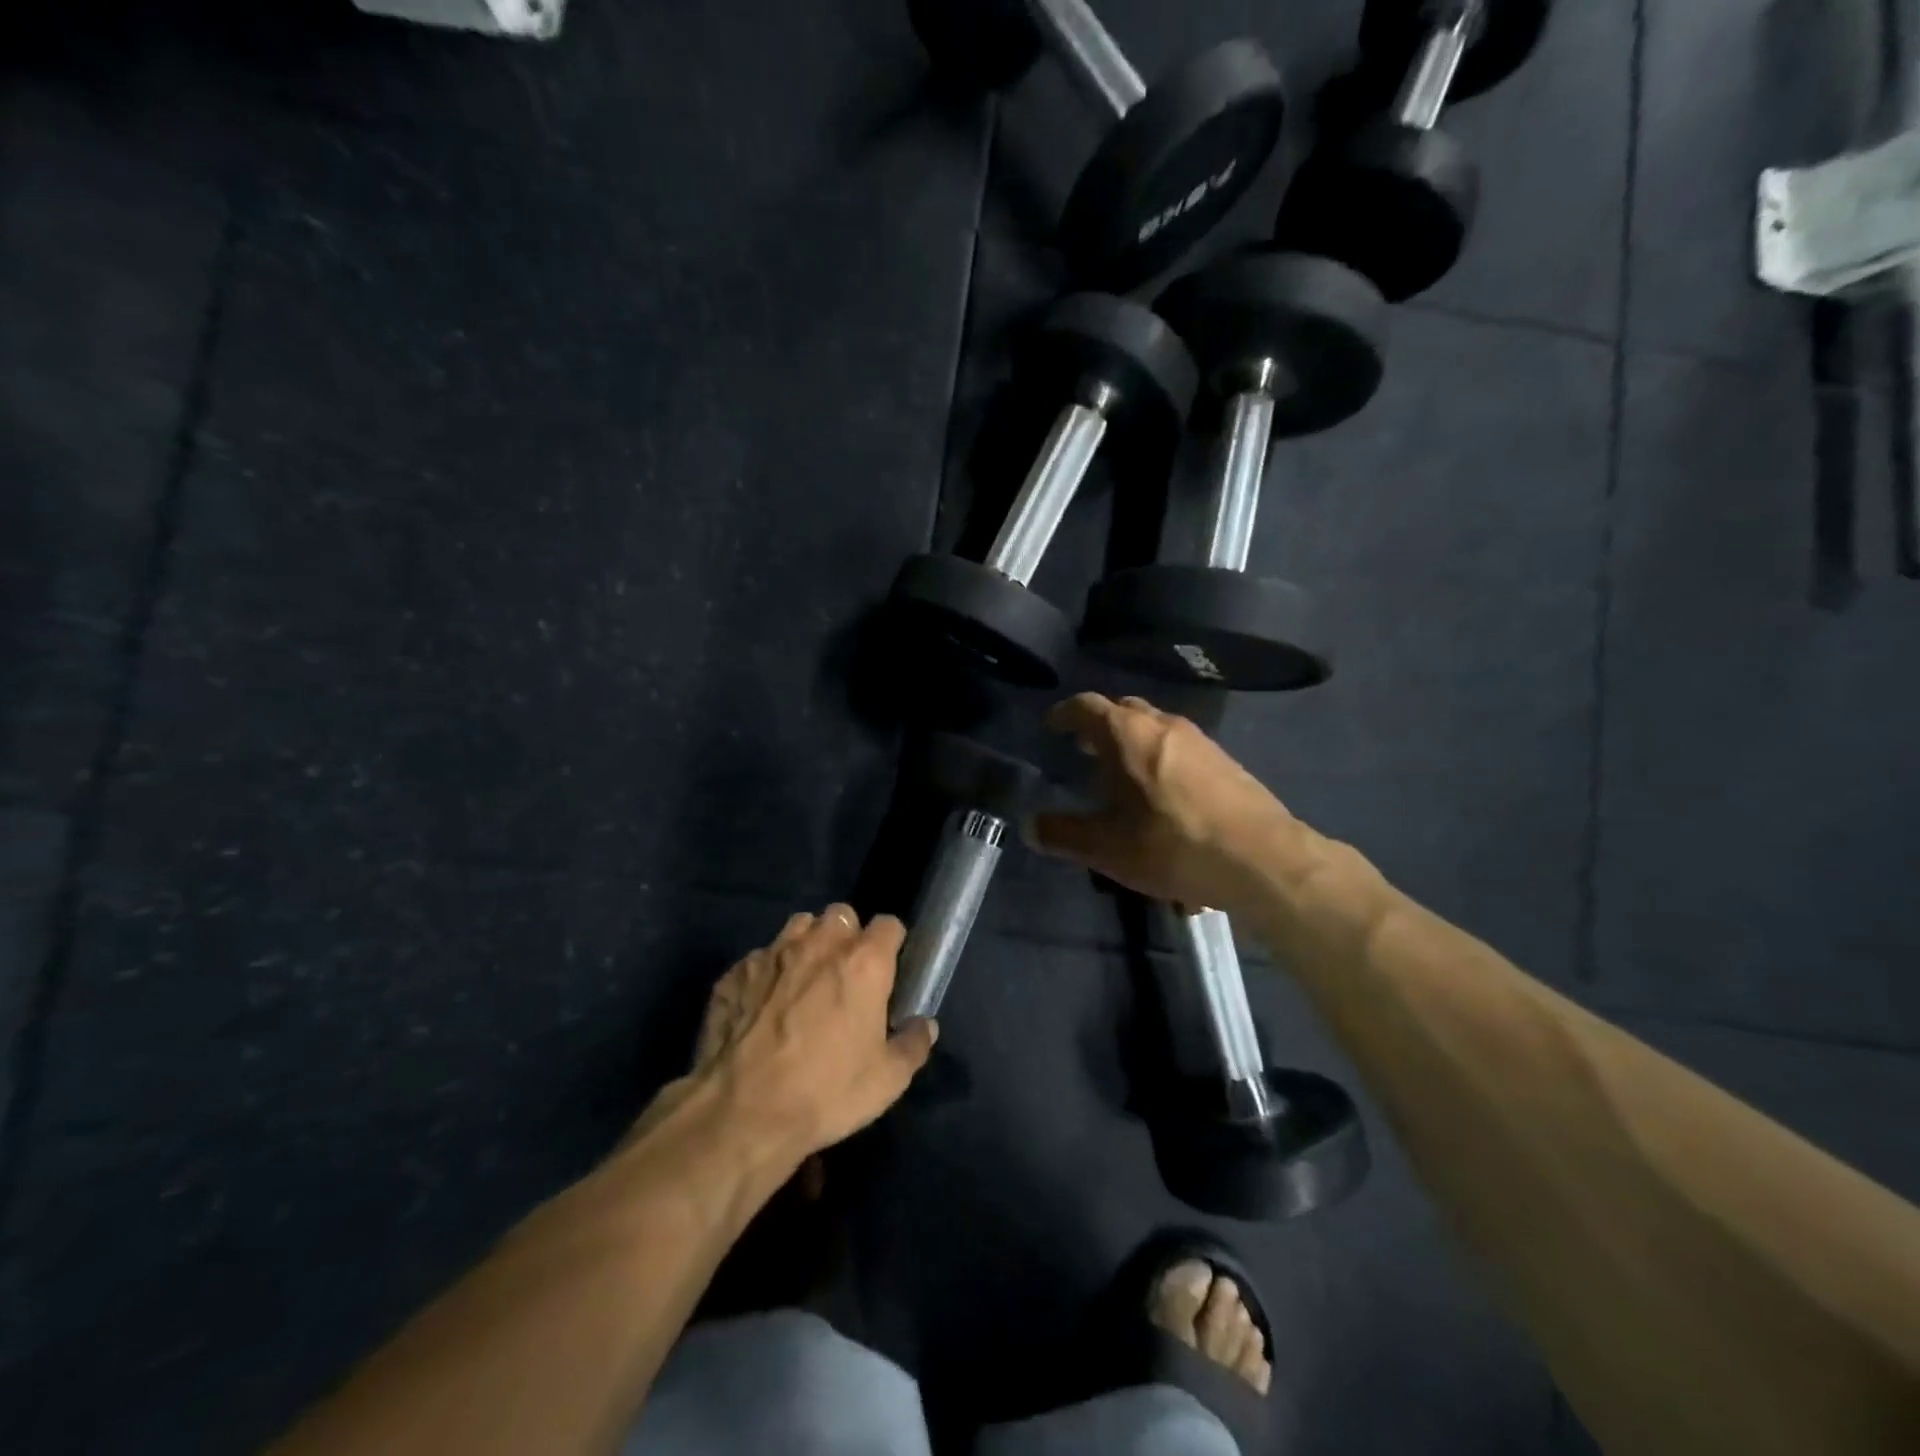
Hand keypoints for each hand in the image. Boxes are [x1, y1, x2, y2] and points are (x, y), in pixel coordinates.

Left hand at [692, 906, 935, 1160]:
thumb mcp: (887, 1080)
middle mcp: (819, 945)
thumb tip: (924, 1025)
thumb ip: (913, 1045)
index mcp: (863, 963)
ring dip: (807, 944)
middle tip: (846, 974)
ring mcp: (772, 954)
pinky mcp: (735, 973)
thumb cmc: (826, 1092)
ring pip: (797, 926)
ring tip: (804, 980)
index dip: (891, 944)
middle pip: (841, 915)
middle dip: (847, 936)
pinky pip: (759, 959)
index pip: (889, 925)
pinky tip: (762, 1006)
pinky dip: (767, 974)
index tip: (889, 967)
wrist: (741, 1113)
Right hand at [1029, 693, 1300, 910]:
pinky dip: (1158, 754)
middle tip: (1083, 748)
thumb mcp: (1106, 848)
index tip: (1051, 726)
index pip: (1087, 706)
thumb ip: (1063, 834)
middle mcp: (1163, 724)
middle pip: (1124, 710)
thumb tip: (1030, 827)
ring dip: (1132, 740)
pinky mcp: (1224, 759)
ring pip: (1155, 726)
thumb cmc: (1172, 845)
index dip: (1064, 713)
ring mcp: (1199, 739)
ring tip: (1119, 771)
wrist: (1261, 859)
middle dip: (1099, 724)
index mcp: (1128, 734)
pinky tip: (1160, 790)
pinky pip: (1179, 745)